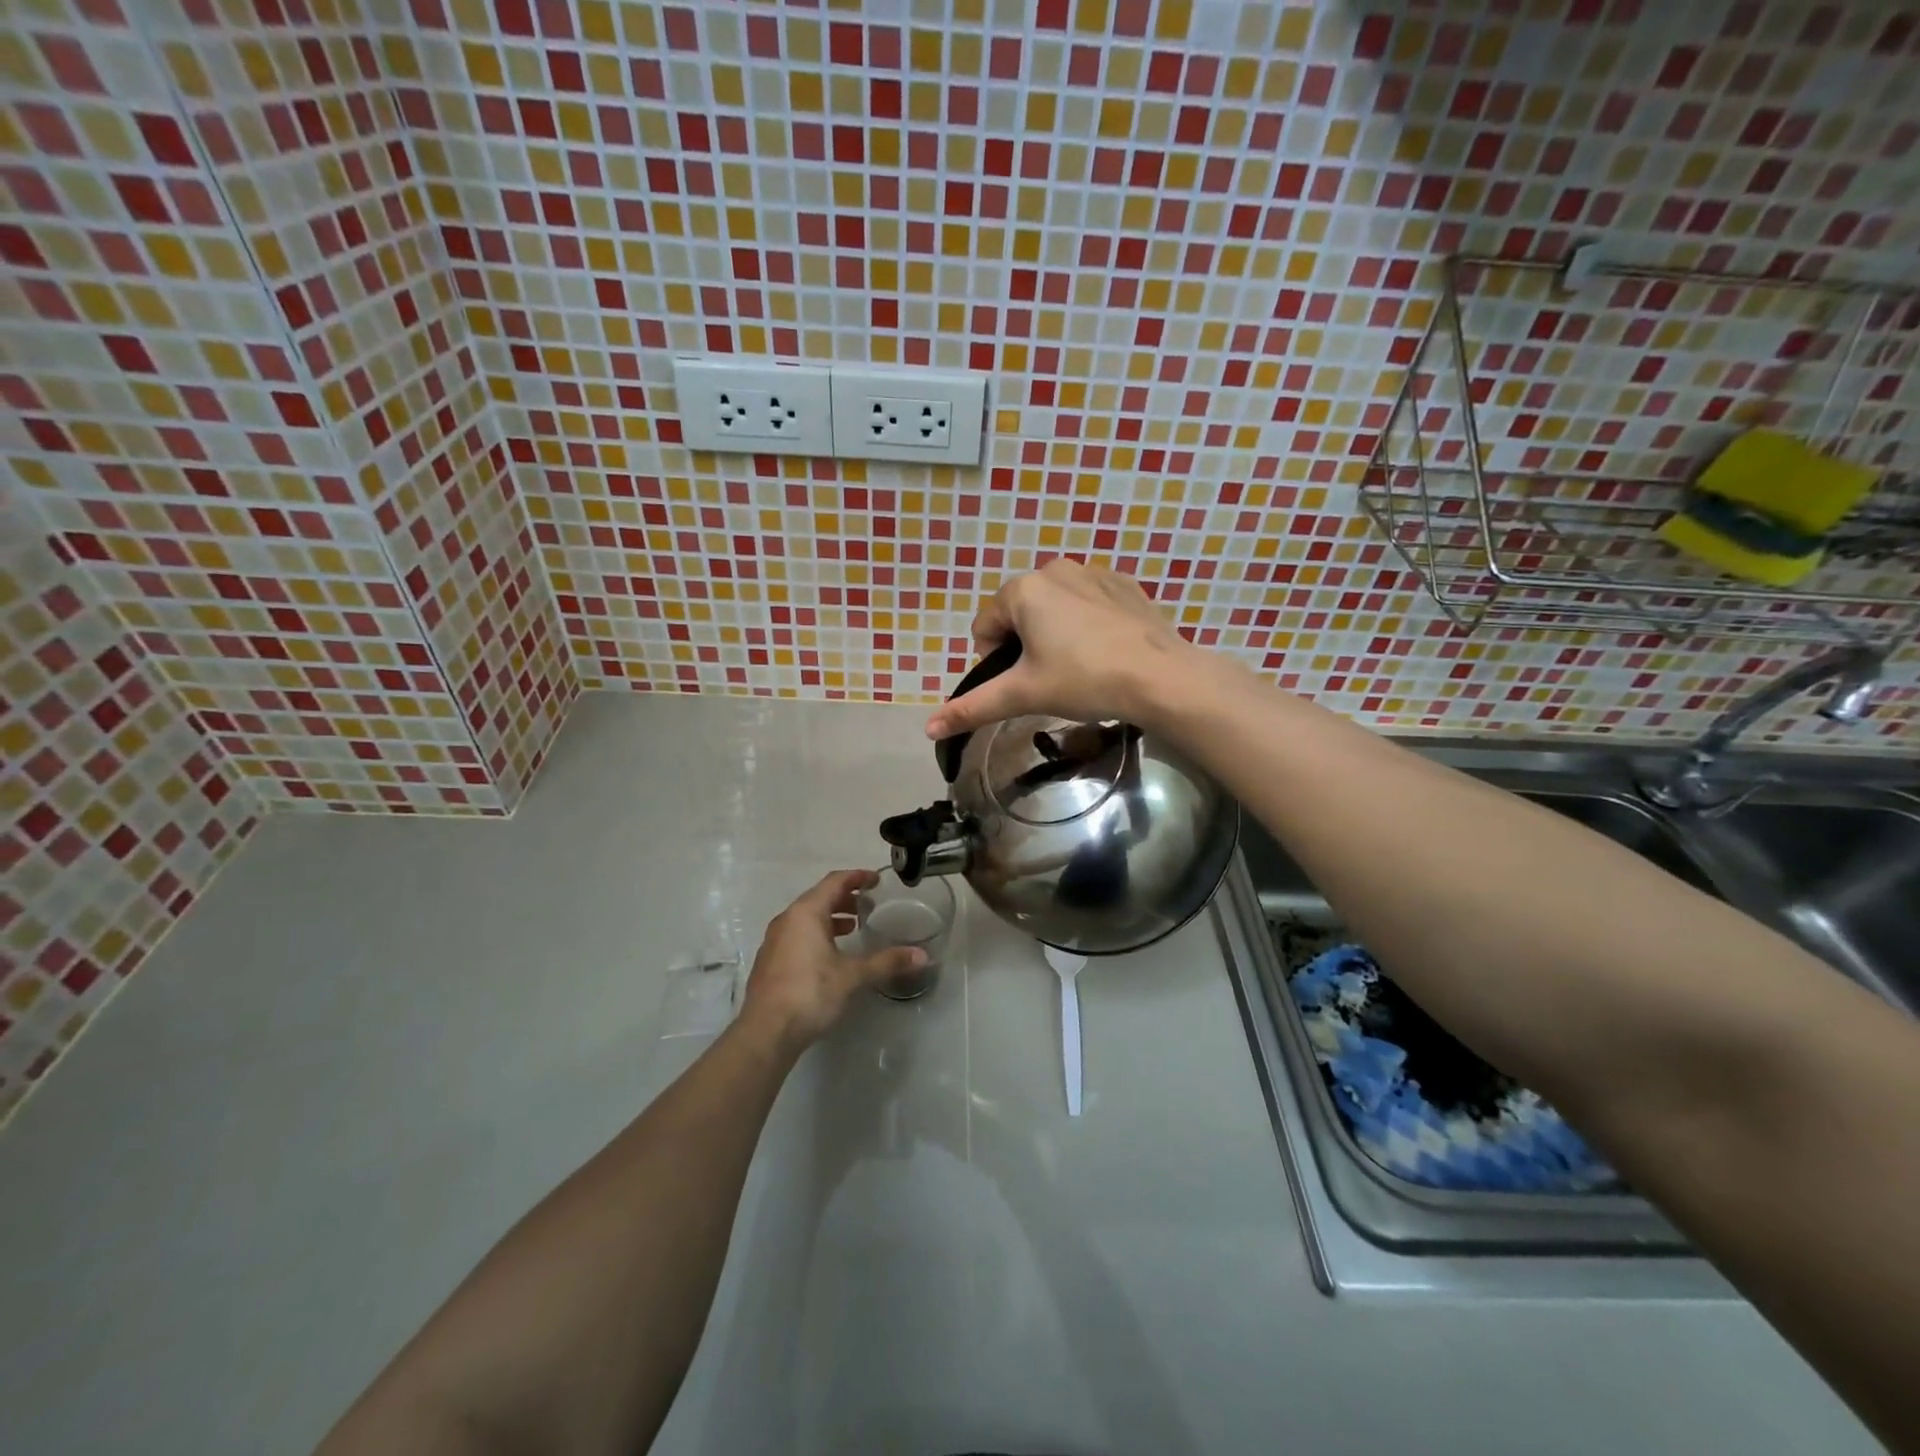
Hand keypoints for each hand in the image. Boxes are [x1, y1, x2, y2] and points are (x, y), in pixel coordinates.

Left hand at [739, 870, 923, 1052]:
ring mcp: (774, 940)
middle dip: (844, 897)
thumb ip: (887, 962)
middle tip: (867, 904)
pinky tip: (830, 954)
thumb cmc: (810, 993)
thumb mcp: (853, 976)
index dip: (857, 877)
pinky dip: (816, 933)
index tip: (876, 880)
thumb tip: (922, 956)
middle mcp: (787, 919)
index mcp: (806, 913)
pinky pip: (797, 934)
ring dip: (830, 917)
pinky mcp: (770, 960)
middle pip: (819, 897)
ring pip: (806, 917)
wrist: (766, 1032)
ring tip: (853, 927)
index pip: (834, 882)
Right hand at [925, 560, 1200, 739]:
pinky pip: (1088, 603)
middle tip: (1050, 678)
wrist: (1162, 677)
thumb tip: (928, 728)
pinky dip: (1086, 625)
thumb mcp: (1024, 694)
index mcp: (1024, 589)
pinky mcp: (1123, 584)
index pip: (985, 625)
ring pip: (1054, 607)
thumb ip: (974, 707)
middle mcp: (1054, 569)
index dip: (994, 660)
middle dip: (1025, 645)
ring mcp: (1093, 572)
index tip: (1022, 683)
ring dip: (1055, 634)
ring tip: (1079, 667)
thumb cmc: (1084, 680)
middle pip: (1019, 613)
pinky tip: (1105, 652)